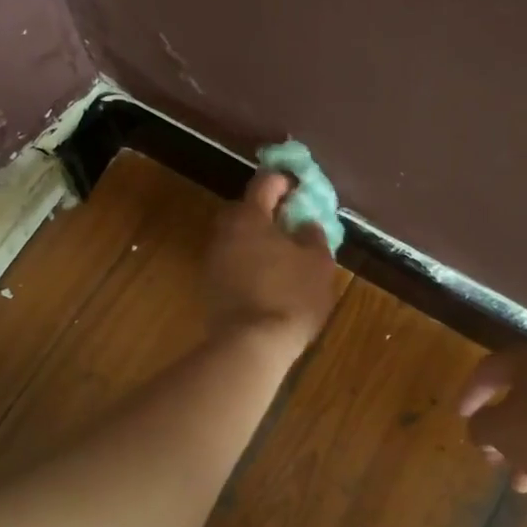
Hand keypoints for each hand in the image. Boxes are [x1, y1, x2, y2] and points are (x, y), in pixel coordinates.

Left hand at [205, 171, 341, 358]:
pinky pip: (231, 262)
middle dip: (266, 212)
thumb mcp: (317, 263)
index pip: (264, 183)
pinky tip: (266, 277)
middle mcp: (224, 232)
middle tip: (290, 223)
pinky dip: (247, 262)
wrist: (251, 345)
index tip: (298, 188)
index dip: (283, 181)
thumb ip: (313, 235)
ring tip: (281, 254)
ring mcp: (212, 260)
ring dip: (255, 239)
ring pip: (236, 238)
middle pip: (244, 210)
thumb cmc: (290, 296)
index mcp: (249, 218)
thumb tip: (305, 223)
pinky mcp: (209, 286)